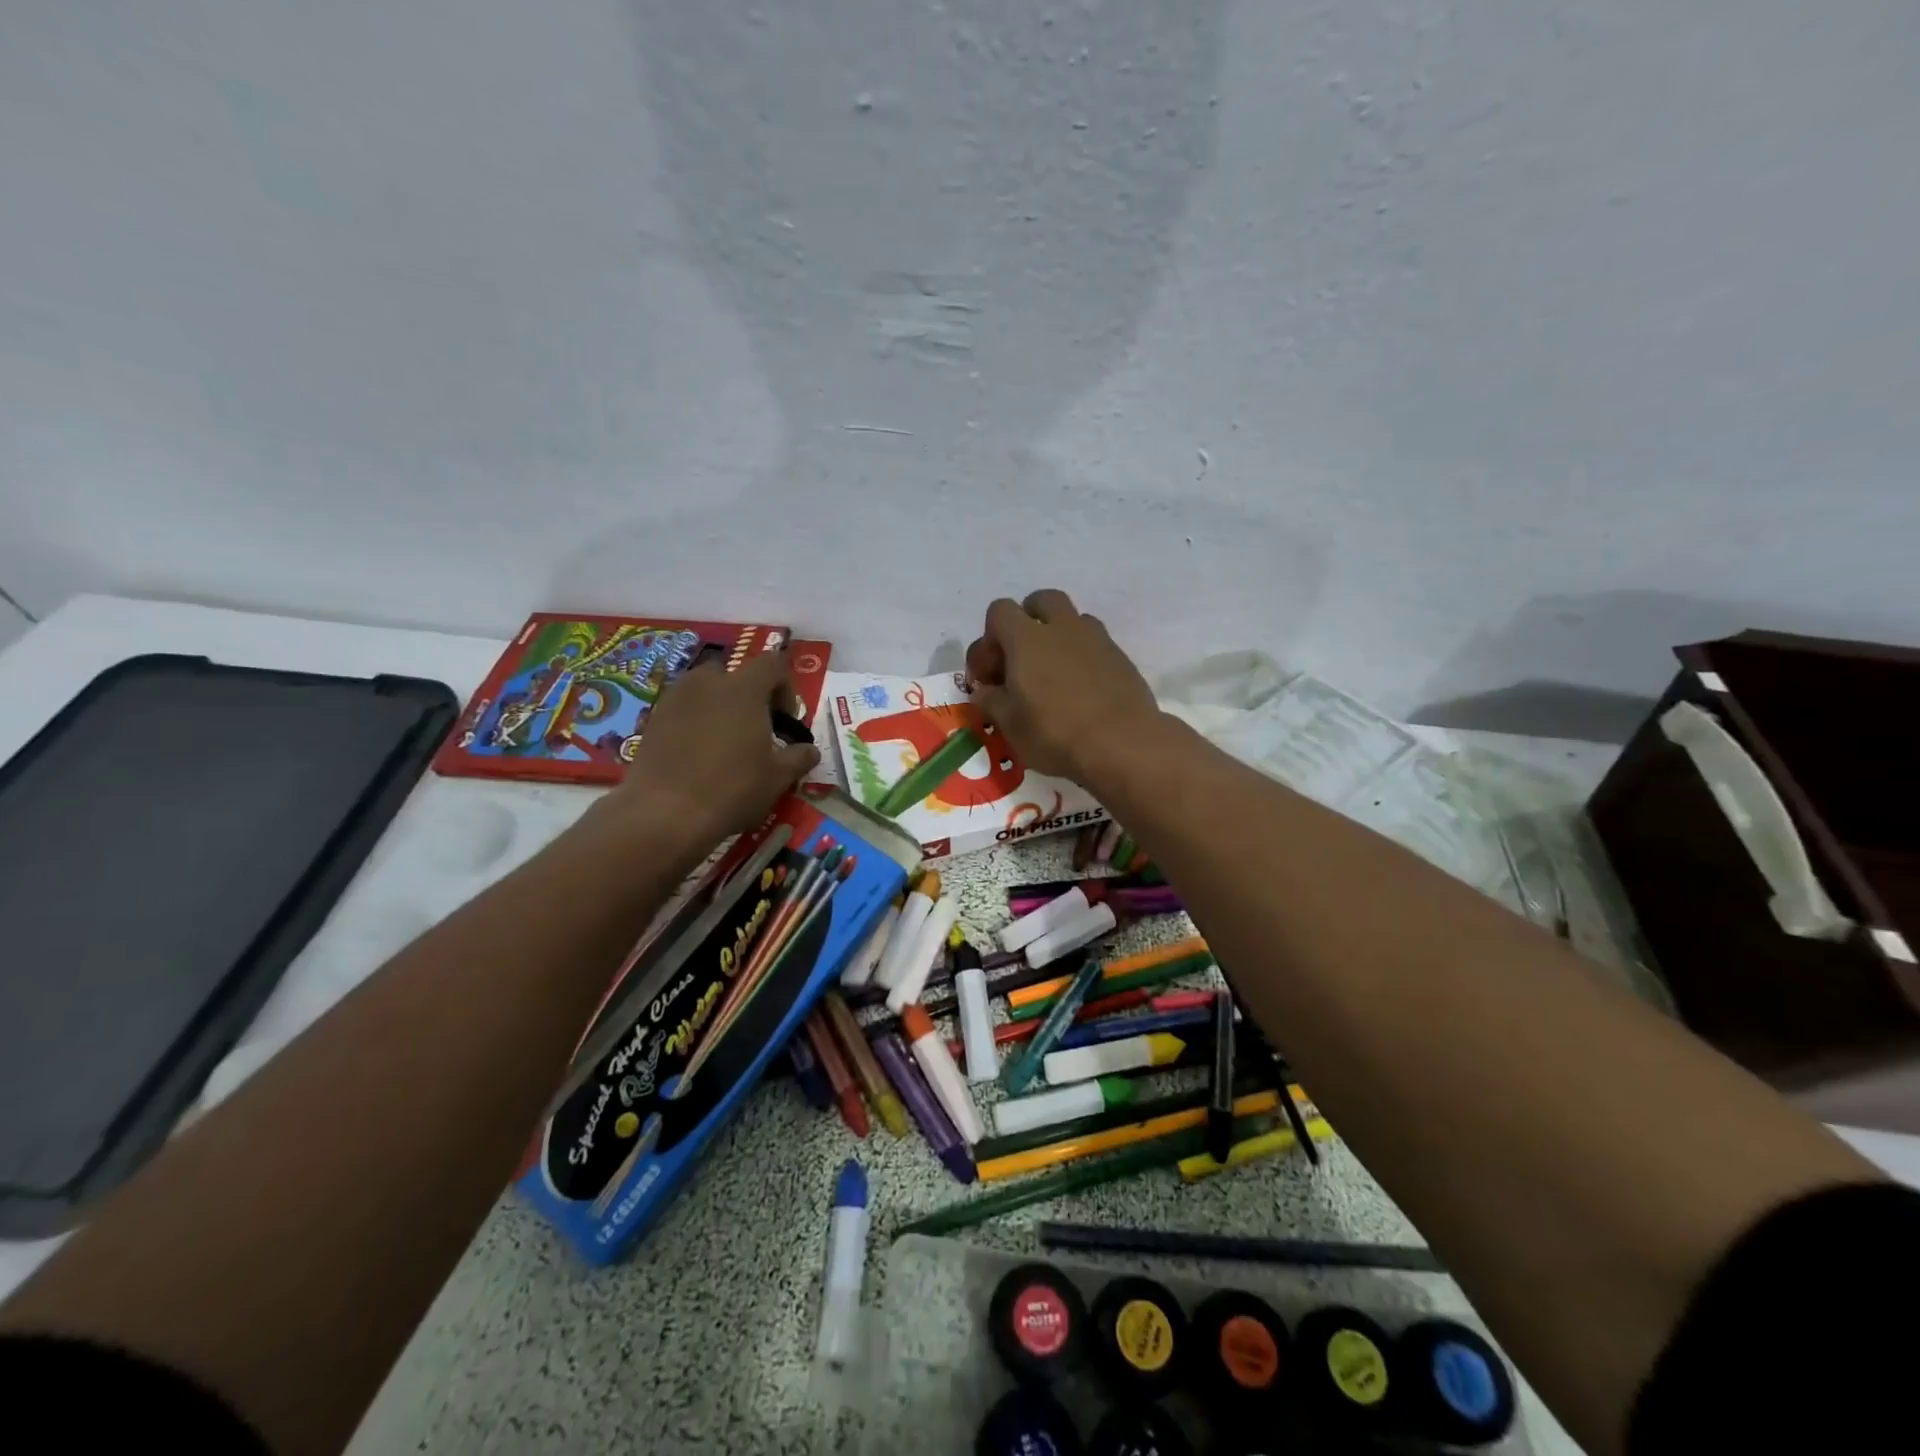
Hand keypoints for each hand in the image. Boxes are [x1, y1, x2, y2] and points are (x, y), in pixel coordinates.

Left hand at [589, 651, 820, 851]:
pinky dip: (694, 723)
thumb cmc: (732, 788)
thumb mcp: (778, 778)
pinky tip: (698, 756)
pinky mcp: (652, 720)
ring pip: (704, 691)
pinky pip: (682, 710)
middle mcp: (708, 683)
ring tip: (724, 744)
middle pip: (734, 674)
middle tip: (755, 730)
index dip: (786, 688)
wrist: (664, 813)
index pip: (773, 664)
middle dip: (748, 696)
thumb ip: (798, 757)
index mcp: (744, 688)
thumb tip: (810, 750)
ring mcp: (675, 699)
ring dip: (719, 708)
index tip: (786, 720)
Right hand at [965, 589, 1162, 785]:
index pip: (999, 611)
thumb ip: (991, 700)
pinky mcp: (1121, 658)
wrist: (1123, 744)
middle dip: (1027, 622)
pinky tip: (1081, 691)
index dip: (988, 639)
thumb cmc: (1055, 733)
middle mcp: (1062, 628)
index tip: (989, 675)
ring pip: (1072, 620)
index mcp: (1027, 638)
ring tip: (1054, 676)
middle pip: (1040, 601)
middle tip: (1022, 660)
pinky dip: (1082, 658)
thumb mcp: (1009, 724)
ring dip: (1058, 637)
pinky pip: (1095, 644)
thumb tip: (985, 691)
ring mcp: (1096, 639)